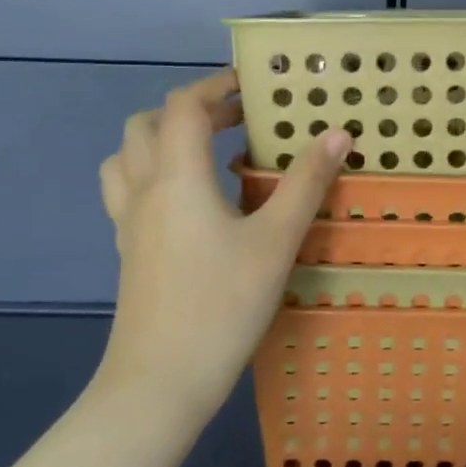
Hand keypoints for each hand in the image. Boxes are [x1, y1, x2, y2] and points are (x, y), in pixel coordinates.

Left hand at [97, 70, 347, 419]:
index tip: (252, 84)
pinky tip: (192, 202)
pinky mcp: (129, 251)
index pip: (184, 106)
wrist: (160, 382)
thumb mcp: (276, 241)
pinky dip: (155, 173)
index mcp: (176, 178)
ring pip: (128, 157)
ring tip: (207, 151)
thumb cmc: (222, 304)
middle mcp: (144, 190)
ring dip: (163, 138)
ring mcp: (129, 223)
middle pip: (147, 124)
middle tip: (237, 118)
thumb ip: (306, 183)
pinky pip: (129, 191)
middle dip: (191, 109)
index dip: (215, 85)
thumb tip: (338, 133)